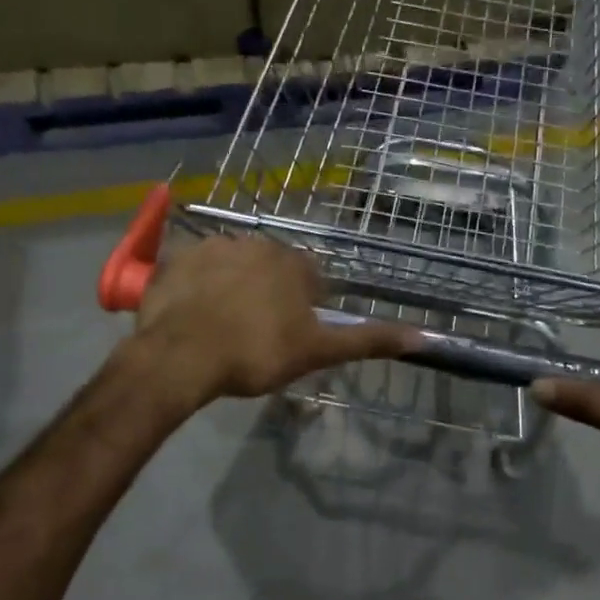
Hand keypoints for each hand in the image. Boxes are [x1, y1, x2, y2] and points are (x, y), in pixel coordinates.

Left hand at [131, 235, 418, 401]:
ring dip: (233, 287)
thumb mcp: (317, 351)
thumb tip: (423, 335)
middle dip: (269, 294)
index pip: (310, 279)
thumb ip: (367, 340)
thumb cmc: (256, 353)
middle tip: (256, 334)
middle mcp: (256, 243)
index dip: (304, 308)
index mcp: (292, 263)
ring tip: (222, 326)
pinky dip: (199, 287)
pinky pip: (196, 269)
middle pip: (271, 269)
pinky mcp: (177, 258)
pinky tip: (194, 315)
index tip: (290, 336)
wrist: (180, 356)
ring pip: (234, 266)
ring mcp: (212, 246)